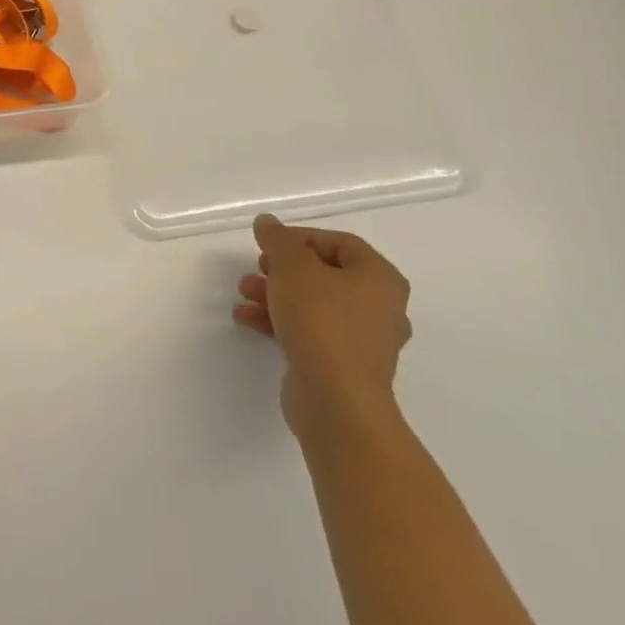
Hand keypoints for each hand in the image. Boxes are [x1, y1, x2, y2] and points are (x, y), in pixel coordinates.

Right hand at [234, 214, 410, 433]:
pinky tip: (246, 319)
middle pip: (325, 274)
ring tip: (244, 293)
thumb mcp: (292, 268)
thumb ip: (278, 240)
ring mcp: (363, 341)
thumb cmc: (321, 322)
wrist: (336, 402)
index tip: (268, 244)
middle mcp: (380, 307)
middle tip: (258, 268)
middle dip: (283, 269)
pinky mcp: (343, 366)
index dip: (300, 237)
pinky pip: (310, 331)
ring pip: (314, 304)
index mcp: (380, 279)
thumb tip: (268, 222)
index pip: (339, 242)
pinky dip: (280, 321)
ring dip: (276, 294)